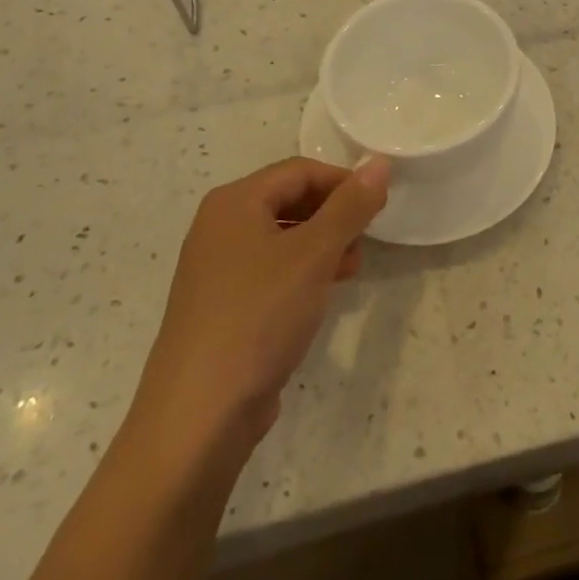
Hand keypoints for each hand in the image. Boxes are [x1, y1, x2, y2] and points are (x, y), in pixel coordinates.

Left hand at [133, 156, 388, 453]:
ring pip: (283, 238)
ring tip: (349, 272)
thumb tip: (379, 163)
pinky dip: (301, 274)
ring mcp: (217, 269)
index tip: (378, 209)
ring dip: (322, 246)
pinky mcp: (223, 306)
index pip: (300, 170)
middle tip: (363, 245)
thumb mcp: (314, 255)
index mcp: (234, 202)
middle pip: (290, 200)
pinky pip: (270, 271)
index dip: (343, 183)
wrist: (199, 416)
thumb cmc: (259, 317)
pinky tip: (320, 297)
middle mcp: (220, 227)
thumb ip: (350, 206)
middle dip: (333, 217)